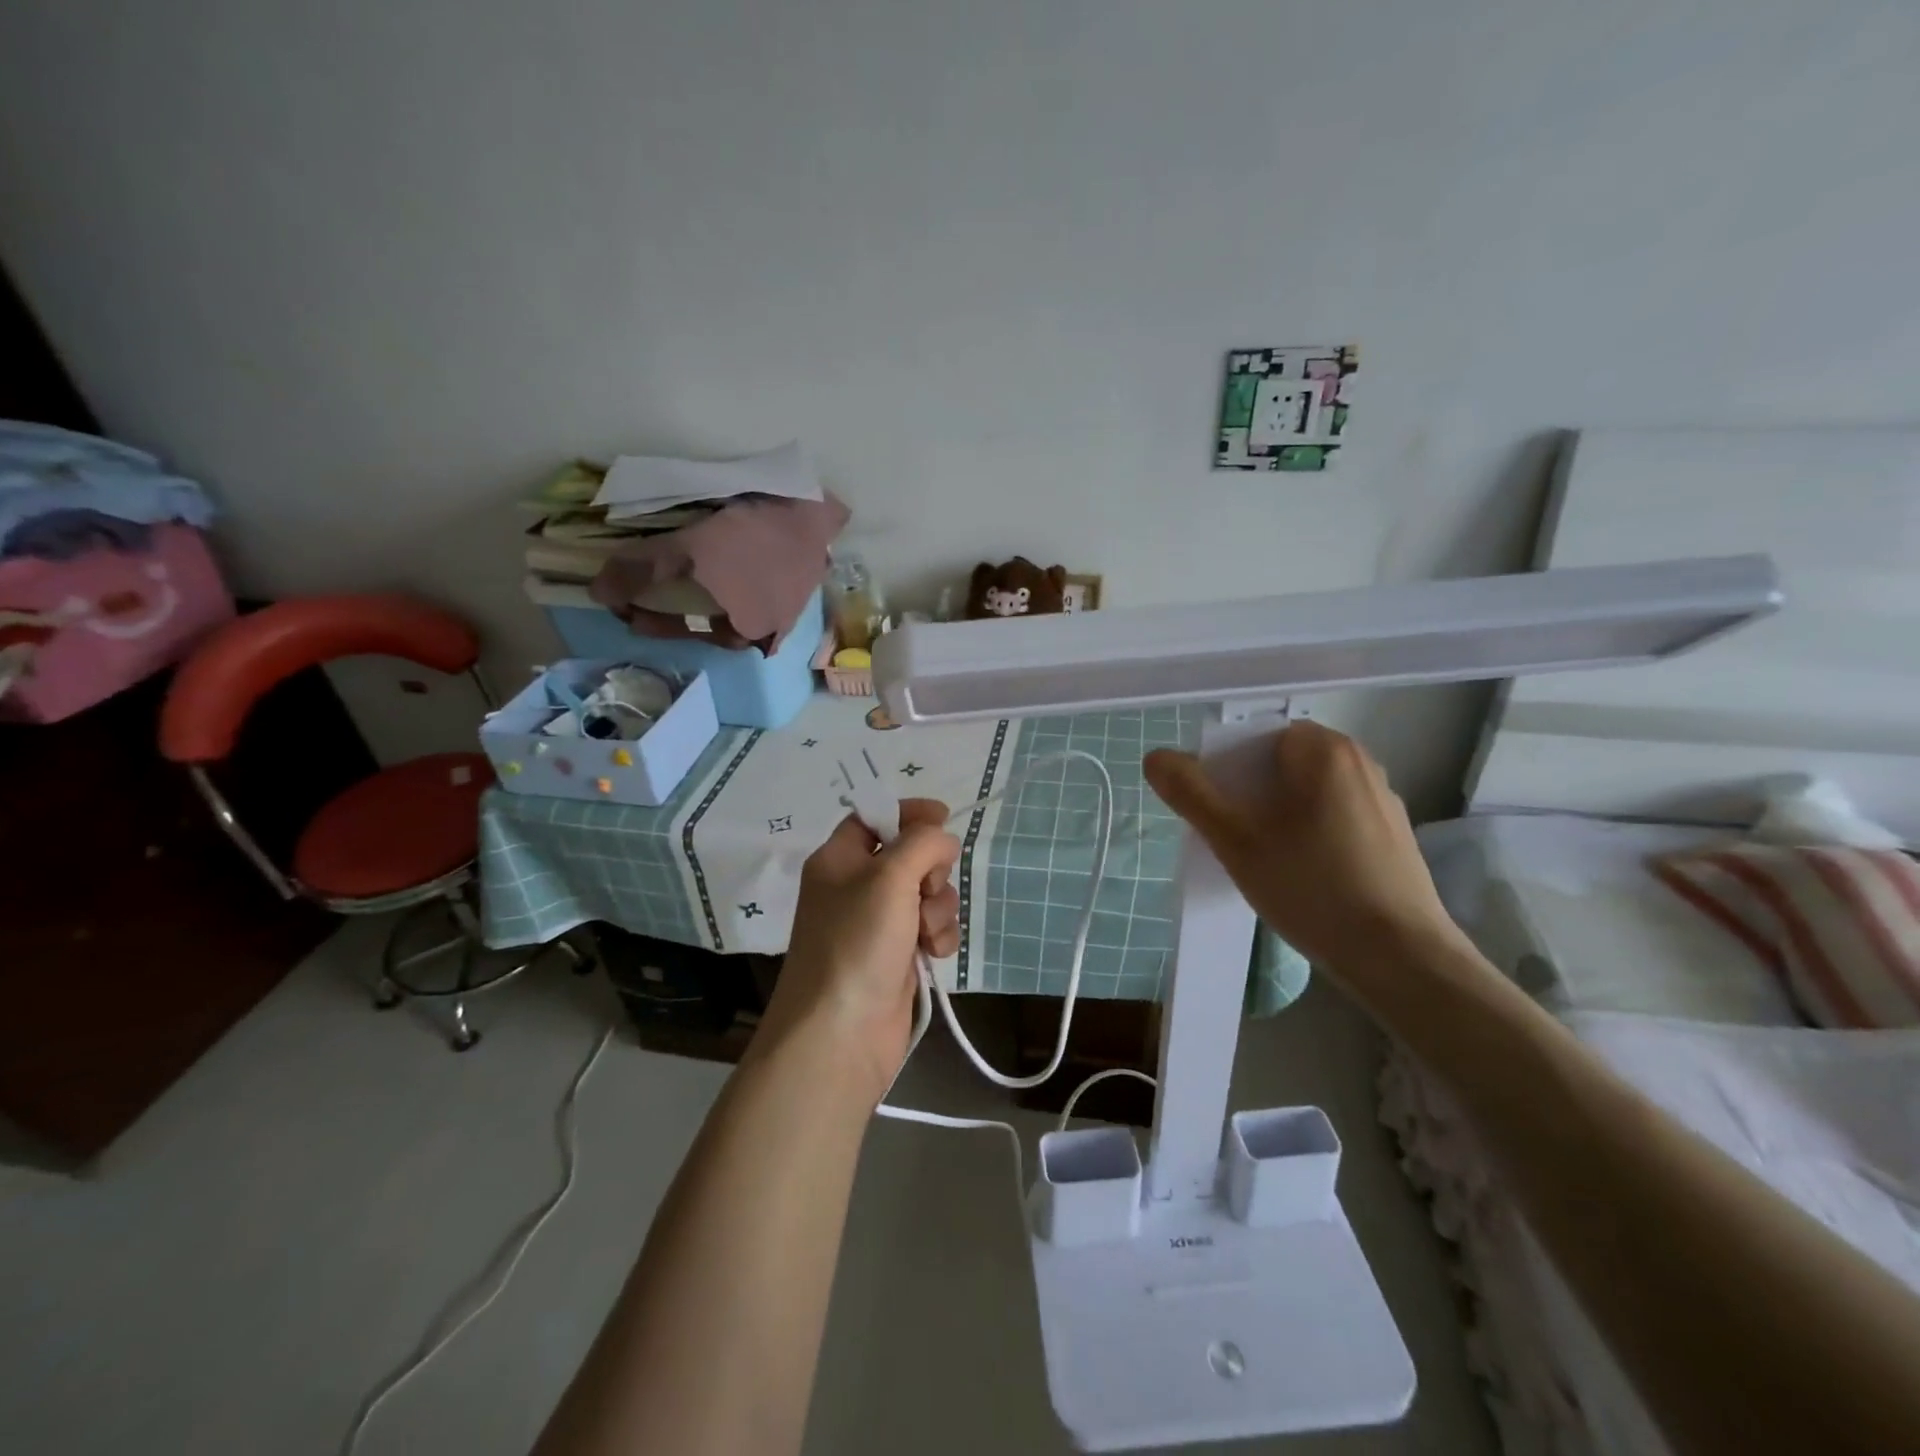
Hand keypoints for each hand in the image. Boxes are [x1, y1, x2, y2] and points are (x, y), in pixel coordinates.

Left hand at [756, 799, 960, 1101]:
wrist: (841, 1034)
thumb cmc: (857, 943)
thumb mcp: (889, 877)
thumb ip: (921, 843)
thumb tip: (942, 838)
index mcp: (838, 859)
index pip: (874, 817)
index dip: (908, 813)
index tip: (943, 817)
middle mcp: (855, 887)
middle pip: (908, 855)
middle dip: (930, 869)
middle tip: (925, 888)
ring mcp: (877, 924)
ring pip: (926, 893)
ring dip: (938, 907)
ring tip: (926, 932)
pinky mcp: (896, 955)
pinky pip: (930, 927)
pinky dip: (938, 935)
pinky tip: (934, 952)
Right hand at [1143, 721, 1466, 984]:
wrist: (1399, 957)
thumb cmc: (1311, 887)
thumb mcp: (1236, 841)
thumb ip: (1192, 794)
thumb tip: (1155, 757)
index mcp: (1324, 749)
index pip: (1257, 738)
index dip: (1228, 770)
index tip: (1218, 812)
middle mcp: (1360, 760)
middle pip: (1283, 763)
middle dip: (1251, 794)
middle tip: (1234, 838)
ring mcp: (1384, 798)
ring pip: (1309, 792)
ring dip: (1280, 814)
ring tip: (1266, 860)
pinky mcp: (1395, 834)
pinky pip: (1336, 816)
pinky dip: (1312, 833)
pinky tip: (1305, 875)